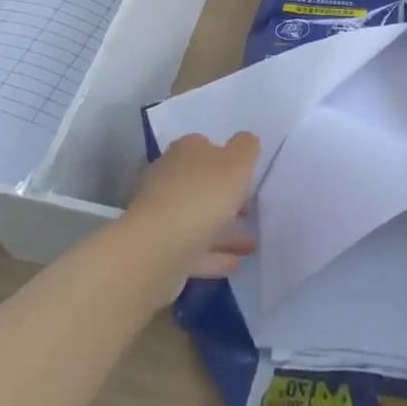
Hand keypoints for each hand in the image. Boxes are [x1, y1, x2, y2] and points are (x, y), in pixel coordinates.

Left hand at [123, 132, 259, 306]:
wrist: (155, 252)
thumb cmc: (202, 196)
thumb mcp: (237, 161)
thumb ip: (246, 147)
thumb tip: (245, 141)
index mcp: (185, 152)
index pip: (205, 146)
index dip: (227, 159)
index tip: (247, 177)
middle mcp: (168, 179)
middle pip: (201, 185)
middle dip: (226, 198)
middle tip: (250, 211)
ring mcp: (160, 217)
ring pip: (199, 220)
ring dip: (225, 231)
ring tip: (251, 245)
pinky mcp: (158, 251)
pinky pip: (192, 249)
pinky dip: (213, 254)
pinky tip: (234, 263)